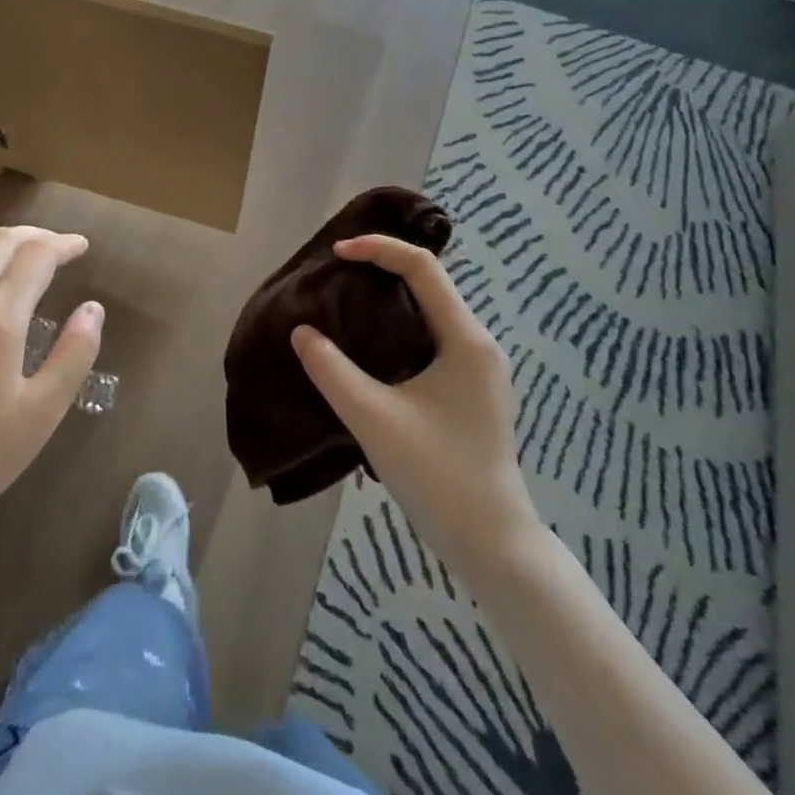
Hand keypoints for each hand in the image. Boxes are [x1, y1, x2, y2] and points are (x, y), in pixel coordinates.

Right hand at [292, 235, 540, 577]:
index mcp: (465, 339)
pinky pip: (432, 335)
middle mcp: (478, 343)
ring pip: (430, 309)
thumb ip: (332, 371)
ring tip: (346, 299)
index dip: (378, 249)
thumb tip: (301, 332)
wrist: (493, 544)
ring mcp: (478, 367)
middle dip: (382, 267)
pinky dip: (399, 324)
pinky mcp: (471, 388)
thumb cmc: (438, 476)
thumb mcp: (374, 419)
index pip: (423, 268)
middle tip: (336, 271)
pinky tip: (370, 343)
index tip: (336, 253)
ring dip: (390, 296)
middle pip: (429, 283)